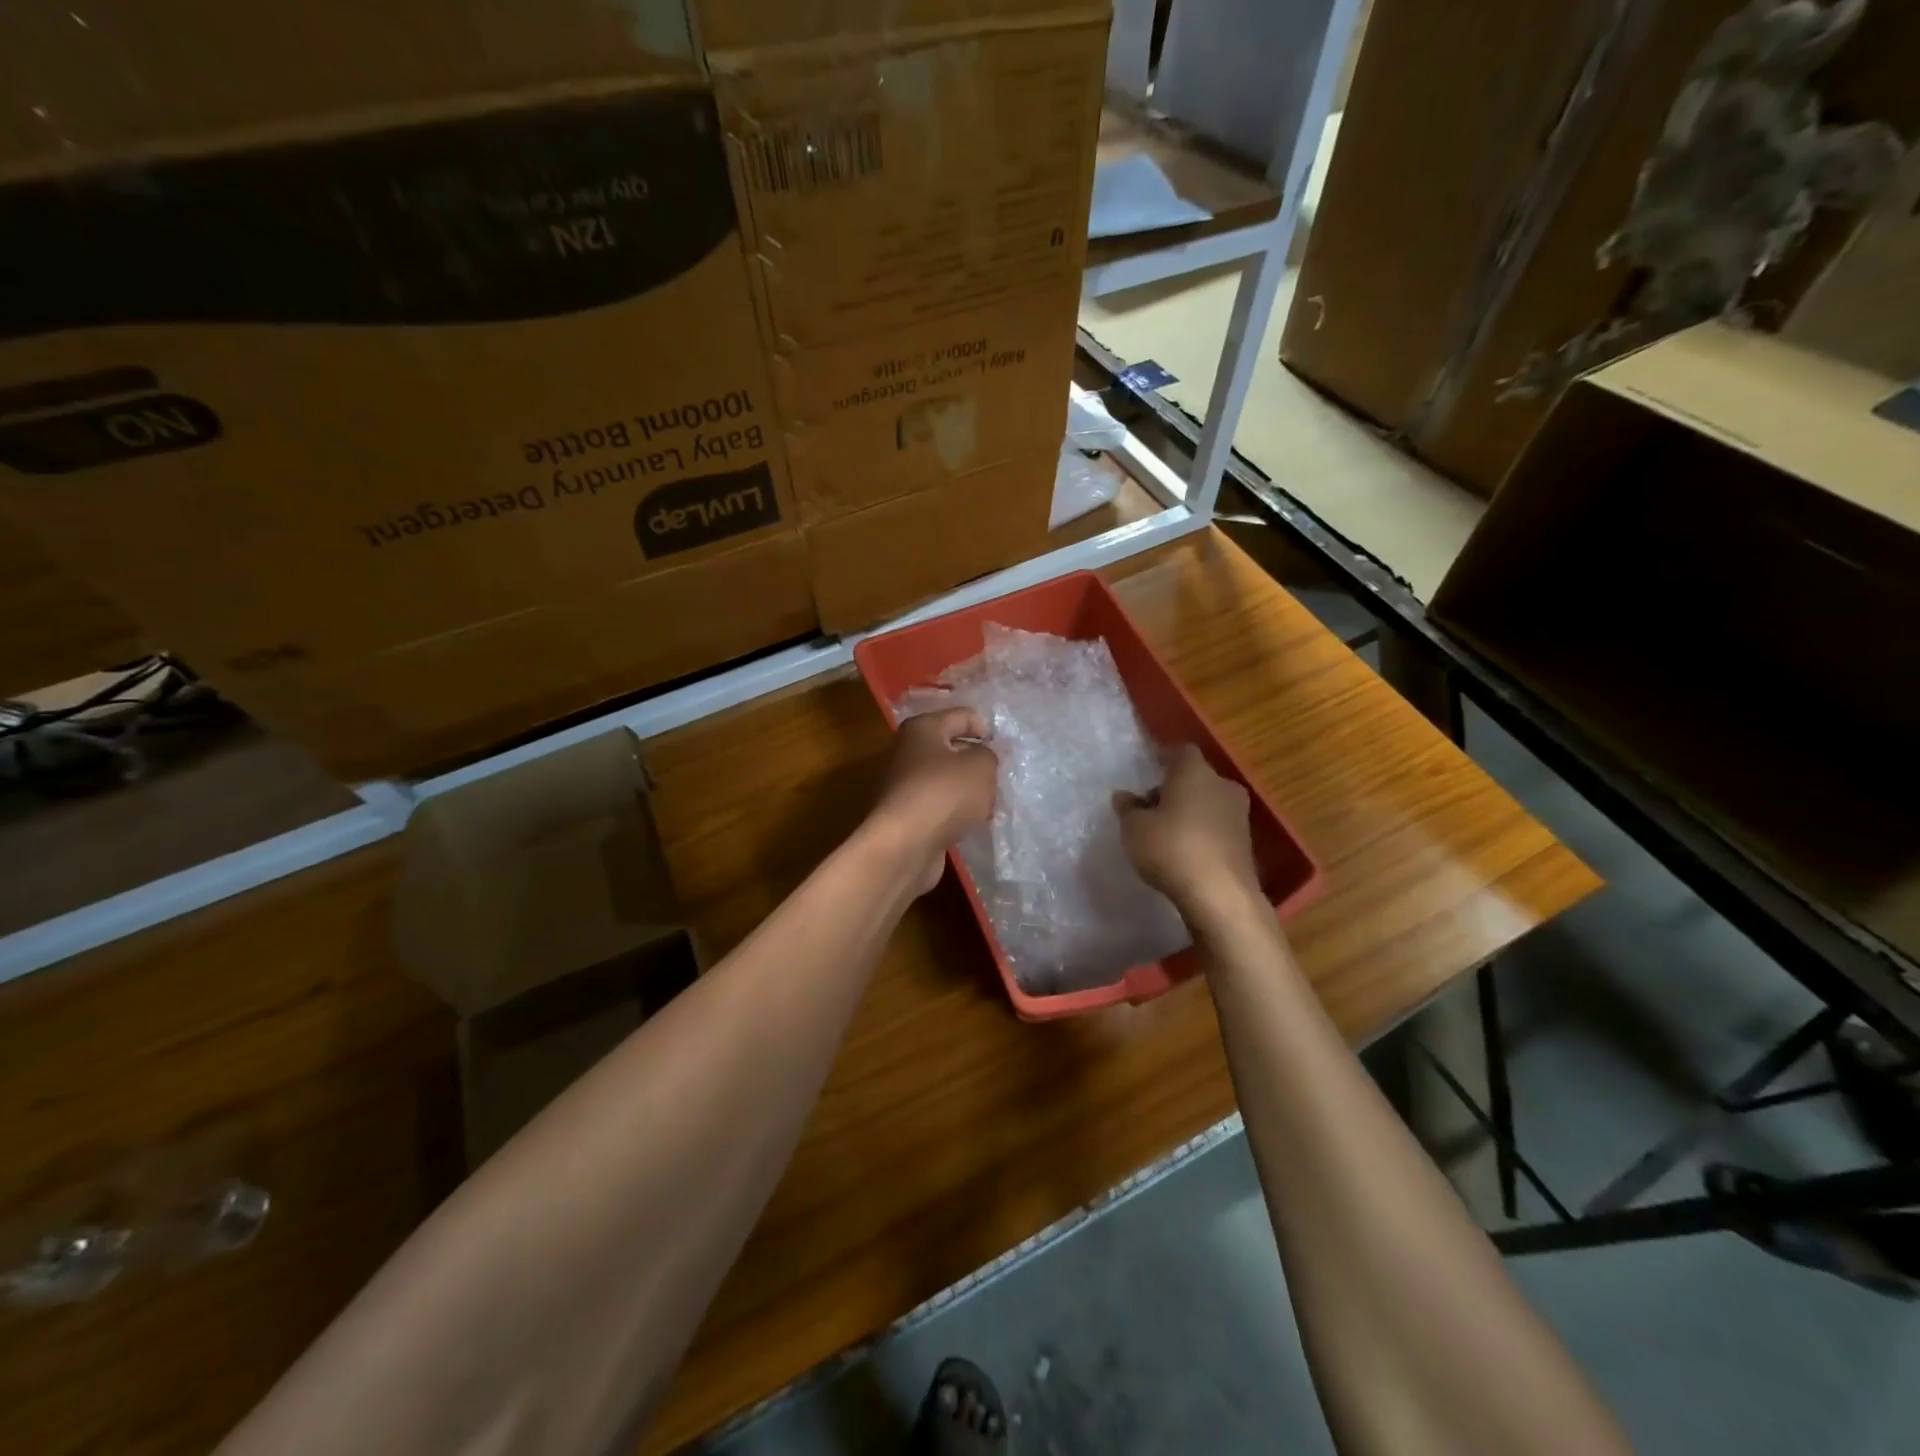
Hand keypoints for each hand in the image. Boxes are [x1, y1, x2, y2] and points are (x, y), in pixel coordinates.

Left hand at [872, 707, 998, 893]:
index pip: (960, 716)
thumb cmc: (944, 793)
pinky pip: (937, 805)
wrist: (904, 845)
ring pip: (944, 779)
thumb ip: (988, 755)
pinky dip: (953, 811)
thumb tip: (980, 758)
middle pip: (949, 748)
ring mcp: (902, 785)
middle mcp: (906, 752)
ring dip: (966, 789)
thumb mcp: (981, 766)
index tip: (1004, 748)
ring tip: (989, 802)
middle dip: (976, 760)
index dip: (985, 727)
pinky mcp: (904, 815)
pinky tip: (970, 823)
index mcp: (922, 729)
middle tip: (1000, 775)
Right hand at [1115, 744, 1261, 926]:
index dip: (1164, 757)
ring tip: (1164, 832)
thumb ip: (1128, 809)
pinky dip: (1201, 833)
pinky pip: (1217, 827)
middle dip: (1174, 788)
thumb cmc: (1171, 848)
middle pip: (1196, 777)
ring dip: (1189, 811)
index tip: (1148, 768)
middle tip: (1150, 806)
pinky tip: (1184, 851)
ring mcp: (1238, 814)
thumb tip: (1124, 796)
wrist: (1220, 895)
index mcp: (1195, 772)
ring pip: (1208, 802)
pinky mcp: (1245, 843)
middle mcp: (1222, 785)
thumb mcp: (1134, 828)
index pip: (1180, 751)